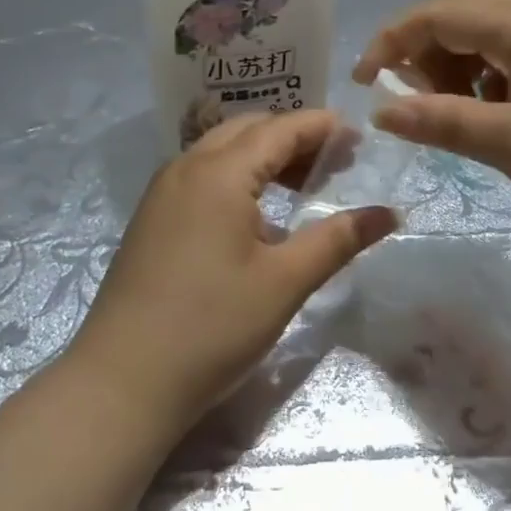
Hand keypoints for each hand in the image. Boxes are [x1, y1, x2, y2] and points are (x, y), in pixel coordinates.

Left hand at [66, 111, 395, 440]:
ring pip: (222, 152)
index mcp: (218, 173)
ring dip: (265, 157)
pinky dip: (239, 178)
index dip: (322, 127)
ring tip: (305, 185)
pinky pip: (202, 177)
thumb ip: (338, 239)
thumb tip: (389, 213)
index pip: (280, 129)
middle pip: (248, 131)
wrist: (121, 383)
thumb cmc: (212, 327)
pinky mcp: (152, 220)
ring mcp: (163, 194)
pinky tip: (260, 216)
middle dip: (295, 138)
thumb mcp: (285, 282)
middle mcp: (186, 168)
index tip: (359, 136)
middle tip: (337, 162)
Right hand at [354, 0, 510, 261]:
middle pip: (465, 11)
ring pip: (489, 39)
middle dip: (425, 46)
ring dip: (454, 66)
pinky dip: (484, 85)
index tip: (363, 83)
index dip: (393, 39)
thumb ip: (443, 121)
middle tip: (412, 96)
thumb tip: (383, 109)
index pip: (442, 11)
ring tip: (448, 115)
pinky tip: (487, 122)